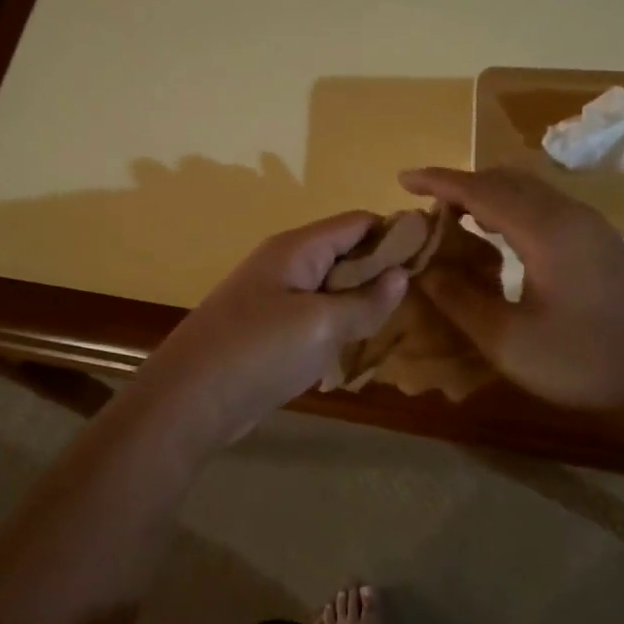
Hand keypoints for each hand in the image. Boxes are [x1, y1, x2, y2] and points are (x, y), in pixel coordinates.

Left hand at [137, 212, 408, 445]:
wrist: (189, 400)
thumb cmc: (258, 351)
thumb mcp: (321, 325)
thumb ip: (365, 301)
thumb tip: (401, 275)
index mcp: (297, 248)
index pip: (357, 222)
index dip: (396, 233)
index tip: (434, 257)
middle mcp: (286, 264)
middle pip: (345, 254)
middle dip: (382, 271)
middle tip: (424, 297)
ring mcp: (275, 299)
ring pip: (331, 289)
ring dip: (362, 302)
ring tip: (402, 322)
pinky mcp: (269, 331)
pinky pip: (315, 318)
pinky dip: (339, 326)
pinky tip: (362, 347)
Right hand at [398, 167, 623, 417]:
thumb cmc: (584, 362)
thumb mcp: (508, 341)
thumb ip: (459, 300)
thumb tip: (423, 268)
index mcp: (545, 229)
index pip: (480, 189)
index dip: (438, 182)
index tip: (402, 180)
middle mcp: (569, 214)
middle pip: (506, 179)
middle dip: (461, 185)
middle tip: (425, 208)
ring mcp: (590, 226)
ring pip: (529, 190)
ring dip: (488, 196)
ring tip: (454, 220)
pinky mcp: (601, 242)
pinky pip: (545, 206)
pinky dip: (511, 209)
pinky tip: (499, 239)